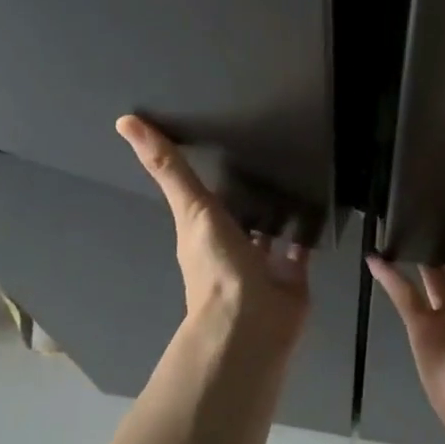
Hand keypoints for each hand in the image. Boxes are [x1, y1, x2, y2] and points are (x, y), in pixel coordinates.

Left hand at [116, 115, 310, 342]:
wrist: (254, 322)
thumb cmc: (217, 266)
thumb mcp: (191, 208)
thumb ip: (169, 168)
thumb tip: (124, 122)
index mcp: (202, 232)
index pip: (203, 195)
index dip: (207, 171)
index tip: (217, 137)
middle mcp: (230, 246)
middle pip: (238, 212)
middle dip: (248, 189)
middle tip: (268, 149)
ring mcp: (263, 262)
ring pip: (270, 229)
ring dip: (278, 208)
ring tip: (297, 170)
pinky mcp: (293, 273)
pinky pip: (300, 246)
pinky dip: (308, 229)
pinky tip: (320, 203)